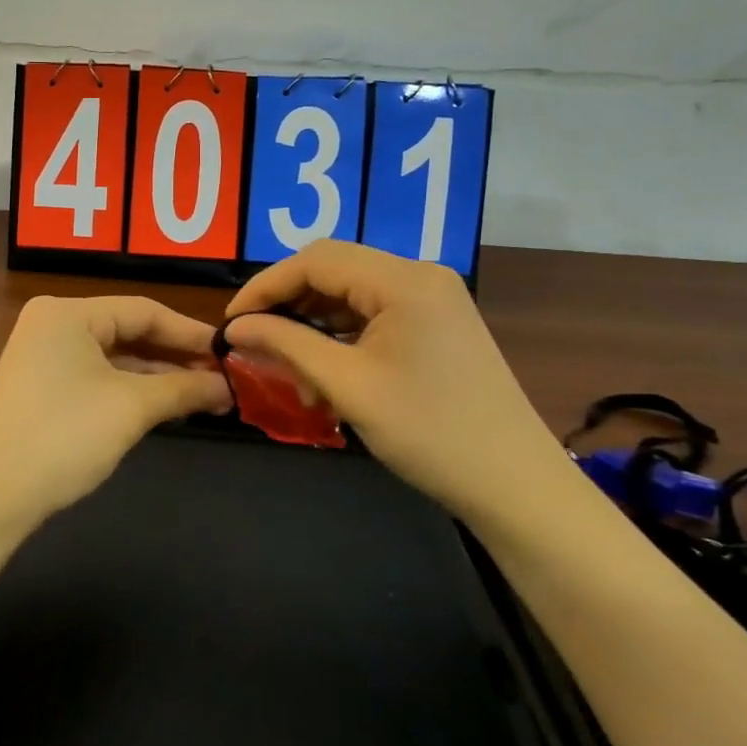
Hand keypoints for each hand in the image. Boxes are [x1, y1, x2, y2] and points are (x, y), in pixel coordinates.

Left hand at [0, 295, 232, 523]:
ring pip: (114, 358)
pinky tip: (165, 406)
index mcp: (67, 313)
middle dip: (176, 358)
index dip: (191, 333)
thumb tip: (227, 386)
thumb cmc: (62, 437)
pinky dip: (131, 391)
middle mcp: (53, 325)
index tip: (231, 354)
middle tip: (224, 379)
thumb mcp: (131, 408)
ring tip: (206, 397)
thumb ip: (183, 389)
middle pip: (129, 332)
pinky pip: (97, 378)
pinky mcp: (41, 388)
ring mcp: (43, 357)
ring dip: (158, 378)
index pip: (144, 310)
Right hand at [223, 241, 570, 526]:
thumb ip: (286, 345)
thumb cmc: (429, 433)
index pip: (316, 260)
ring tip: (287, 367)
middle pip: (333, 271)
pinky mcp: (436, 324)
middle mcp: (420, 276)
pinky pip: (373, 315)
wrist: (515, 485)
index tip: (231, 322)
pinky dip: (341, 337)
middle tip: (253, 342)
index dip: (266, 286)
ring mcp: (433, 300)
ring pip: (351, 295)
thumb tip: (234, 327)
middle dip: (288, 304)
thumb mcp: (347, 386)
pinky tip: (323, 372)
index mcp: (404, 280)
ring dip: (313, 324)